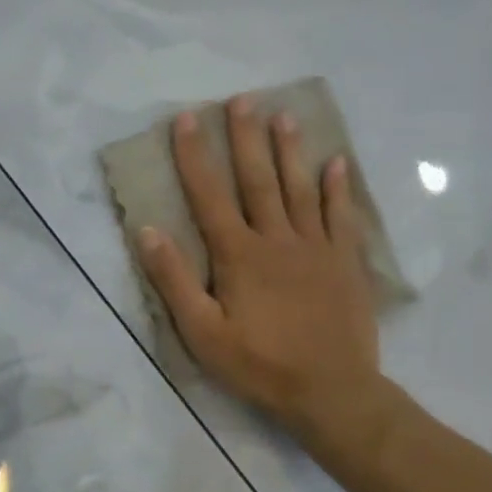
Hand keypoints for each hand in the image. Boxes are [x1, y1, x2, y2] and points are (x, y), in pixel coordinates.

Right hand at [137, 98, 396, 462]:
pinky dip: (337, 188)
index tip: (186, 119)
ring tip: (283, 114)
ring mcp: (315, 248)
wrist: (333, 392)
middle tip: (241, 99)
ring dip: (289, 150)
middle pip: (257, 179)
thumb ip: (173, 280)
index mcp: (238, 255)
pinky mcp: (344, 262)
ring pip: (299, 189)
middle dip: (246, 138)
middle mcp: (276, 240)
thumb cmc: (258, 363)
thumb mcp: (201, 331)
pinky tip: (336, 162)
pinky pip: (340, 216)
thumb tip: (147, 231)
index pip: (208, 195)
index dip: (194, 156)